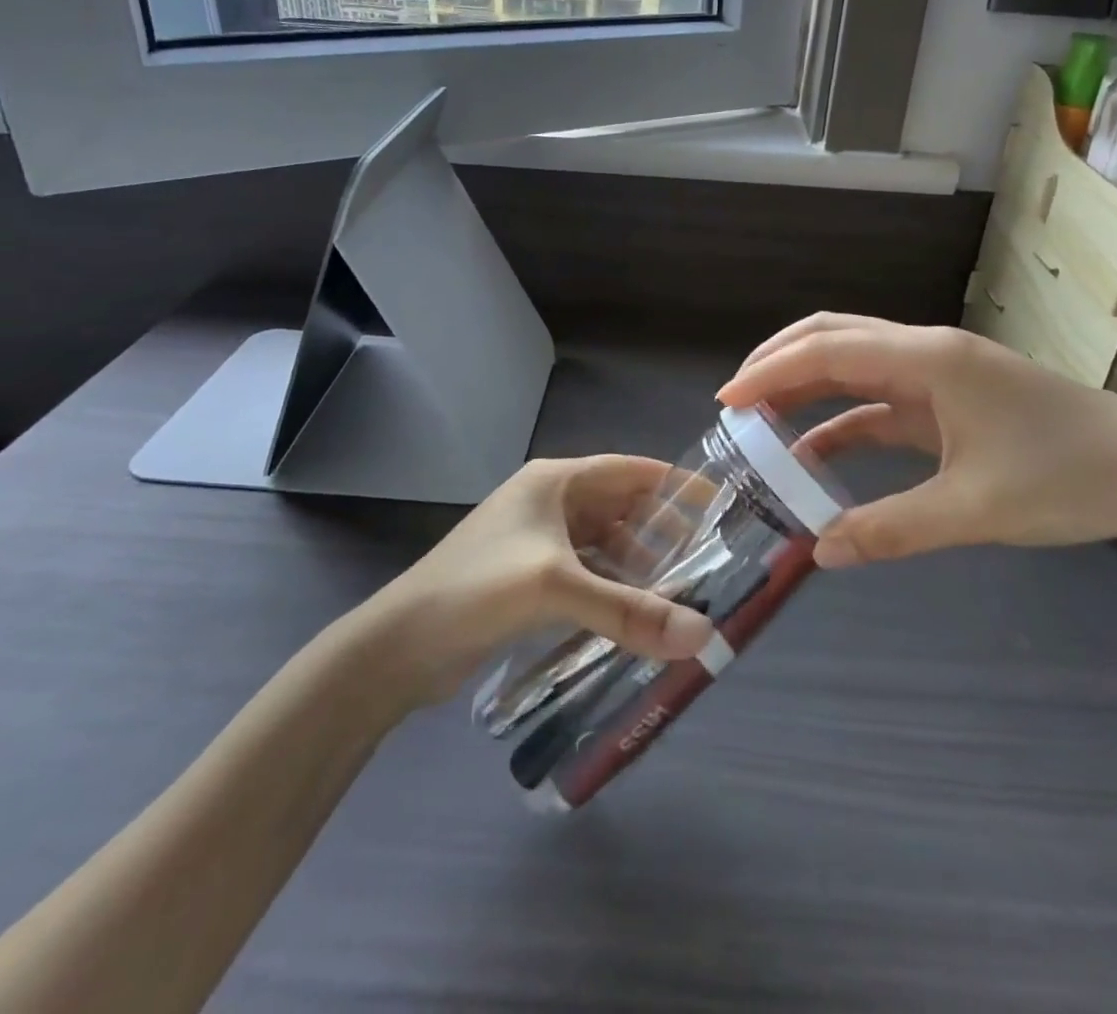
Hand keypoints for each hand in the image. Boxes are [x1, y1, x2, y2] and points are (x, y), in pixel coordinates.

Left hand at [377, 456, 712, 698]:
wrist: (398, 645)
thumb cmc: (477, 591)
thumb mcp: (556, 589)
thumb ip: (630, 611)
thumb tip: (703, 636)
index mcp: (555, 482)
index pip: (630, 470)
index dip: (674, 485)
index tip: (718, 506)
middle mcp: (549, 502)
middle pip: (620, 507)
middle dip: (661, 531)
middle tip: (706, 561)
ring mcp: (536, 540)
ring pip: (604, 543)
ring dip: (637, 564)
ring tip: (679, 593)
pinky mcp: (527, 576)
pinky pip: (585, 572)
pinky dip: (612, 587)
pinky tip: (635, 614)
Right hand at [719, 314, 1116, 568]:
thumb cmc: (1071, 478)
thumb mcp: (976, 510)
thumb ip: (892, 528)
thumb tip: (819, 554)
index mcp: (929, 360)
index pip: (830, 351)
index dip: (771, 371)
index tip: (726, 400)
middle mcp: (927, 353)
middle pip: (835, 338)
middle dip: (779, 362)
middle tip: (734, 401)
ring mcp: (940, 375)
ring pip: (855, 364)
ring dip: (806, 386)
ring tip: (760, 420)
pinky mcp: (951, 401)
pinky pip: (880, 401)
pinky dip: (842, 419)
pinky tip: (815, 453)